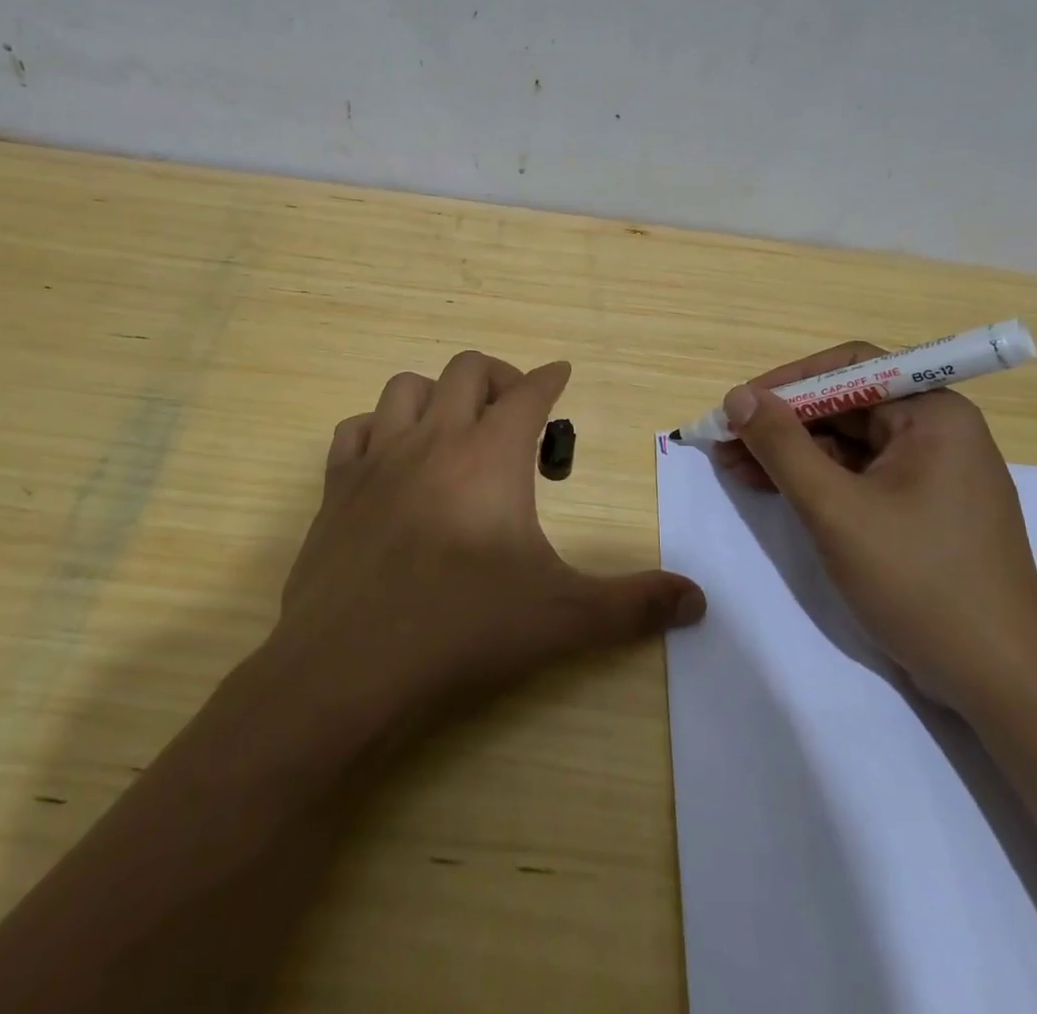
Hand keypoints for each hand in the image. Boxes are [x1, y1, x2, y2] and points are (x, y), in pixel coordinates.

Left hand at [273, 351, 705, 726]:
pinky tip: (392, 458)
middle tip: (517, 409)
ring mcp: (379, 459)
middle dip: (500, 376)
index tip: (561, 374)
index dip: (550, 378)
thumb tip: (698, 600)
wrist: (350, 666)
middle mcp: (433, 440)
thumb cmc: (462, 629)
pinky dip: (378, 429)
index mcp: (489, 456)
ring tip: (455, 426)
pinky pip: (355, 430)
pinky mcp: (338, 487)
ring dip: (437, 394)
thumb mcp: (562, 617)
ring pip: (406, 387)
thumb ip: (634, 605)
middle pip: (467, 370)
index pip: (528, 393)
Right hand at [712, 341, 1036, 711]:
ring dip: (791, 452)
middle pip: (845, 405)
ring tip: (734, 467)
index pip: (849, 368)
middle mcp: (938, 431)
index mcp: (933, 414)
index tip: (738, 406)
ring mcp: (933, 472)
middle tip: (726, 442)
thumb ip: (782, 446)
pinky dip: (816, 479)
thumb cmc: (919, 581)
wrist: (1000, 680)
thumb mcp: (835, 508)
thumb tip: (738, 396)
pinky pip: (861, 475)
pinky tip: (772, 489)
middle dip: (782, 422)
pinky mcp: (924, 508)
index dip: (787, 382)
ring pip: (848, 443)